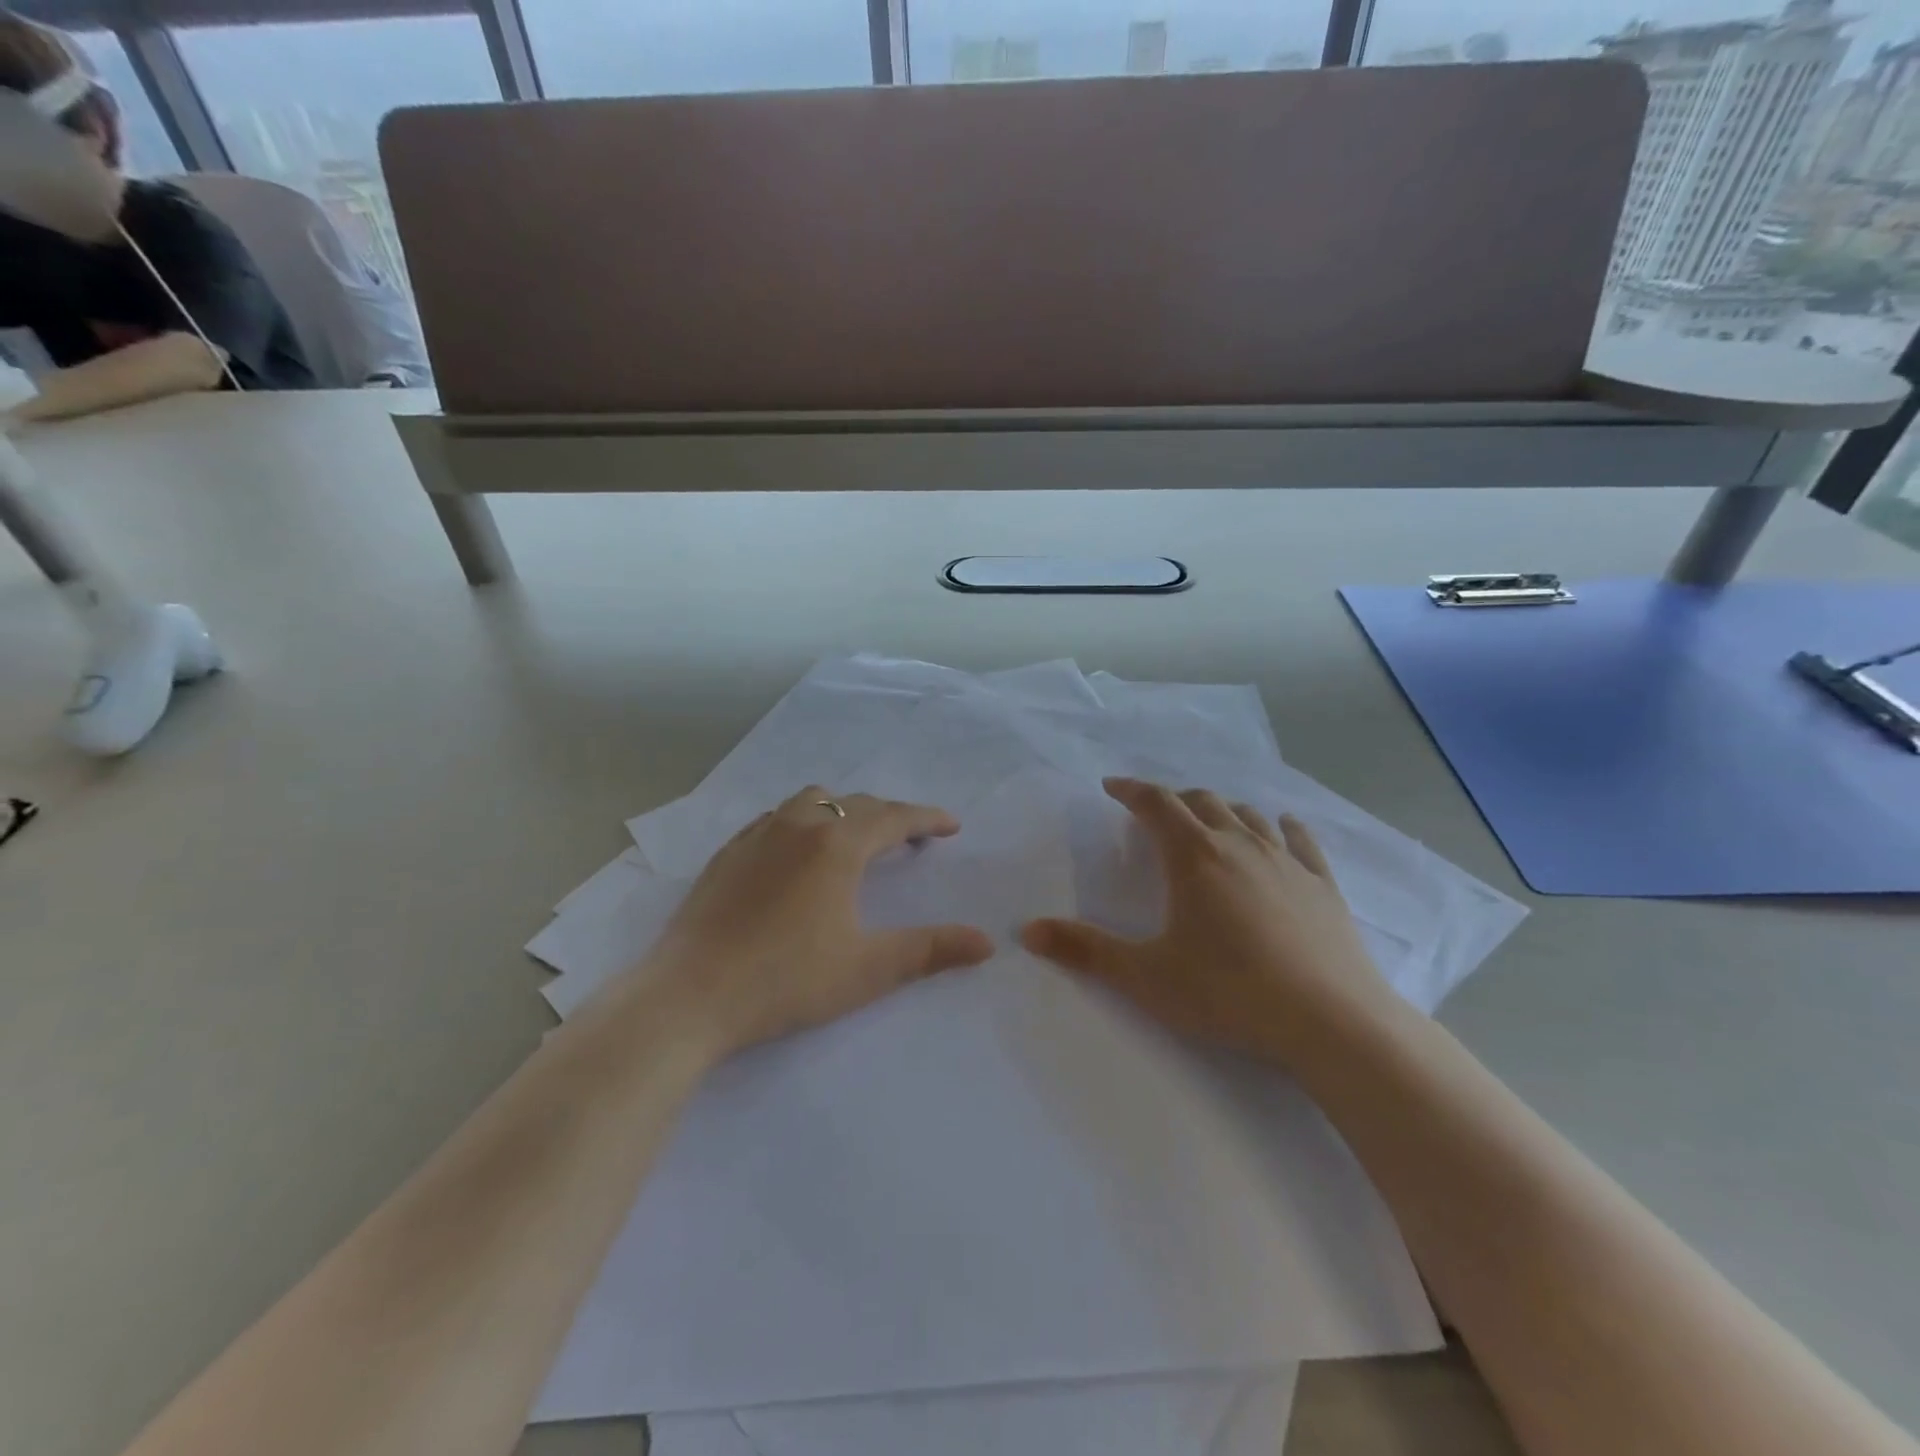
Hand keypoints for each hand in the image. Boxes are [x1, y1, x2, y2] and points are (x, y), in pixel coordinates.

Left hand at [647, 786, 994, 1057]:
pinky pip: (777, 818)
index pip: (894, 818)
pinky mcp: (727, 854)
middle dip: (890, 816)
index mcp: (836, 845)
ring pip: (811, 801)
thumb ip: (930, 950)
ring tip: (856, 838)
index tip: (951, 826)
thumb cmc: (786, 980)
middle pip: (855, 804)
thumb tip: (986, 942)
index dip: (927, 819)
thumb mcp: (868, 969)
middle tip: (912, 839)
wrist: (688, 996)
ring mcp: (757, 836)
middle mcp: (798, 826)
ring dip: (844, 811)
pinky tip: (798, 853)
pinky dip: (804, 821)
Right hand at [1021, 778, 1395, 1065]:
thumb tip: (1028, 930)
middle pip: (1202, 802)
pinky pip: (1300, 840)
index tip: (1112, 787)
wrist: (1331, 1022)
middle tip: (1156, 813)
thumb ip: (1085, 951)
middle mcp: (1239, 845)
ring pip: (1248, 815)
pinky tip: (1282, 828)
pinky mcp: (1323, 885)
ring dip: (1222, 810)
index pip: (1156, 804)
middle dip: (1173, 800)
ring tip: (1209, 821)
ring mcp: (1286, 861)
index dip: (1131, 790)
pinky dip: (1282, 827)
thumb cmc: (1228, 993)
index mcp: (1193, 857)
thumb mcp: (1145, 976)